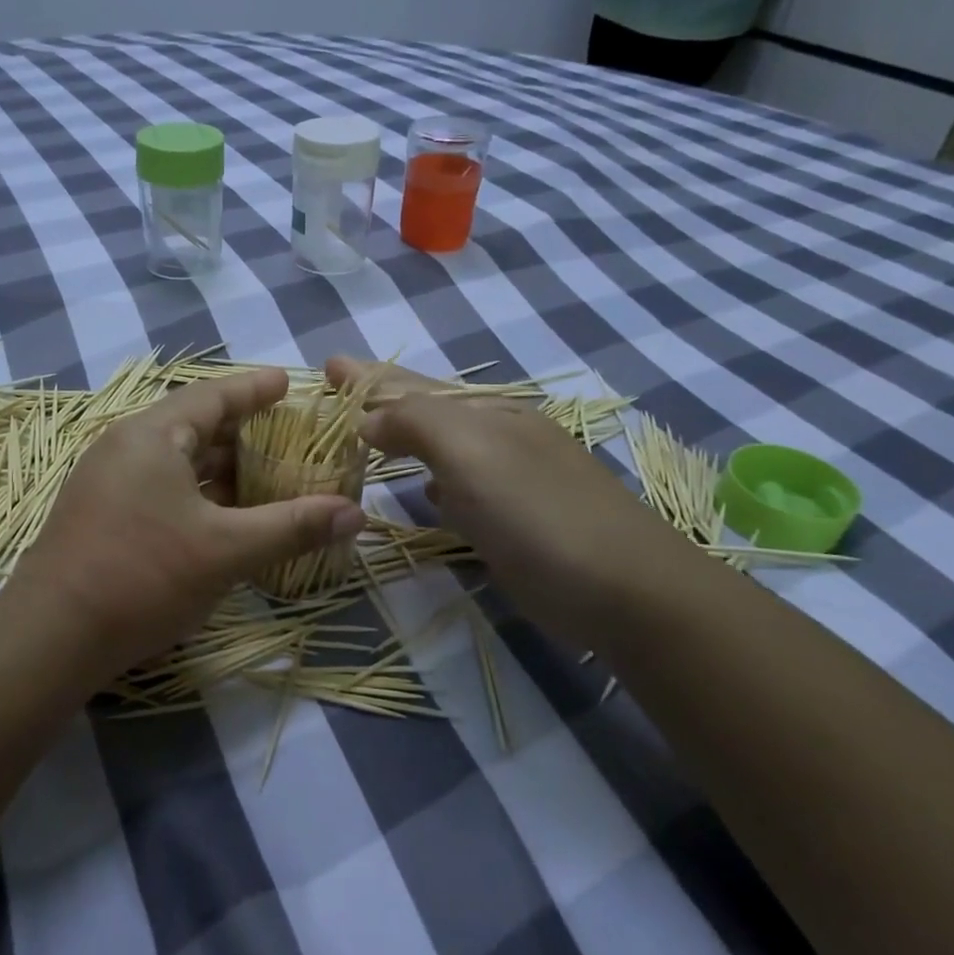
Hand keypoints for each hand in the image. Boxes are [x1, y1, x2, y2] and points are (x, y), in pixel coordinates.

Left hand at [10, 368, 364, 680]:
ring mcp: (107, 481)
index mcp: (151, 435)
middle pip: (193, 425)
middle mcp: (125, 447)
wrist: (52, 636)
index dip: (254, 389)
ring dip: (220, 466)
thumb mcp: (226, 550)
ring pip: (176, 460)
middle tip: (287, 435)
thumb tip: (355, 512)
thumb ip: (292, 526)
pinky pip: (160, 486)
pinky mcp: (101, 514)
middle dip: (242, 430)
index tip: (288, 382)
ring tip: (265, 475)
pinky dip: (197, 492)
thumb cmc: (143, 576)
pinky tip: (223, 516)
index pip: (213, 396)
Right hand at [327, 356, 679, 598]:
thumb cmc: (538, 512)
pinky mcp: (509, 525)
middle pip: (426, 410)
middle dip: (382, 397)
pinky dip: (431, 483)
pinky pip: (456, 490)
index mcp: (487, 413)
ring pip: (439, 449)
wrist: (624, 590)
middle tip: (340, 384)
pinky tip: (424, 491)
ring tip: (368, 433)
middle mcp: (496, 438)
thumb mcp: (473, 452)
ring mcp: (506, 482)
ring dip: (402, 438)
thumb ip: (415, 422)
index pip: (412, 385)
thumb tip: (367, 418)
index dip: (370, 375)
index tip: (329, 364)